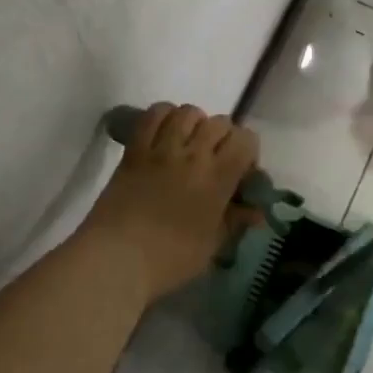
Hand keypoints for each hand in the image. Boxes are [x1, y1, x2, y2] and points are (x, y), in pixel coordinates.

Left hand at [81, 103, 260, 304]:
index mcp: (217, 178)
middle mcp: (193, 154)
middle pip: (219, 122)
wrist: (115, 260)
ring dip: (195, 124)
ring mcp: (161, 148)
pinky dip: (164, 116)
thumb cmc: (169, 260)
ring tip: (190, 143)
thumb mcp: (212, 246)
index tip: (241, 172)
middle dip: (225, 137)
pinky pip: (153, 115)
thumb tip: (256, 211)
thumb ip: (235, 221)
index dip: (248, 151)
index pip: (246, 140)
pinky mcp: (135, 149)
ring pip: (188, 112)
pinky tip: (165, 133)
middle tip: (216, 159)